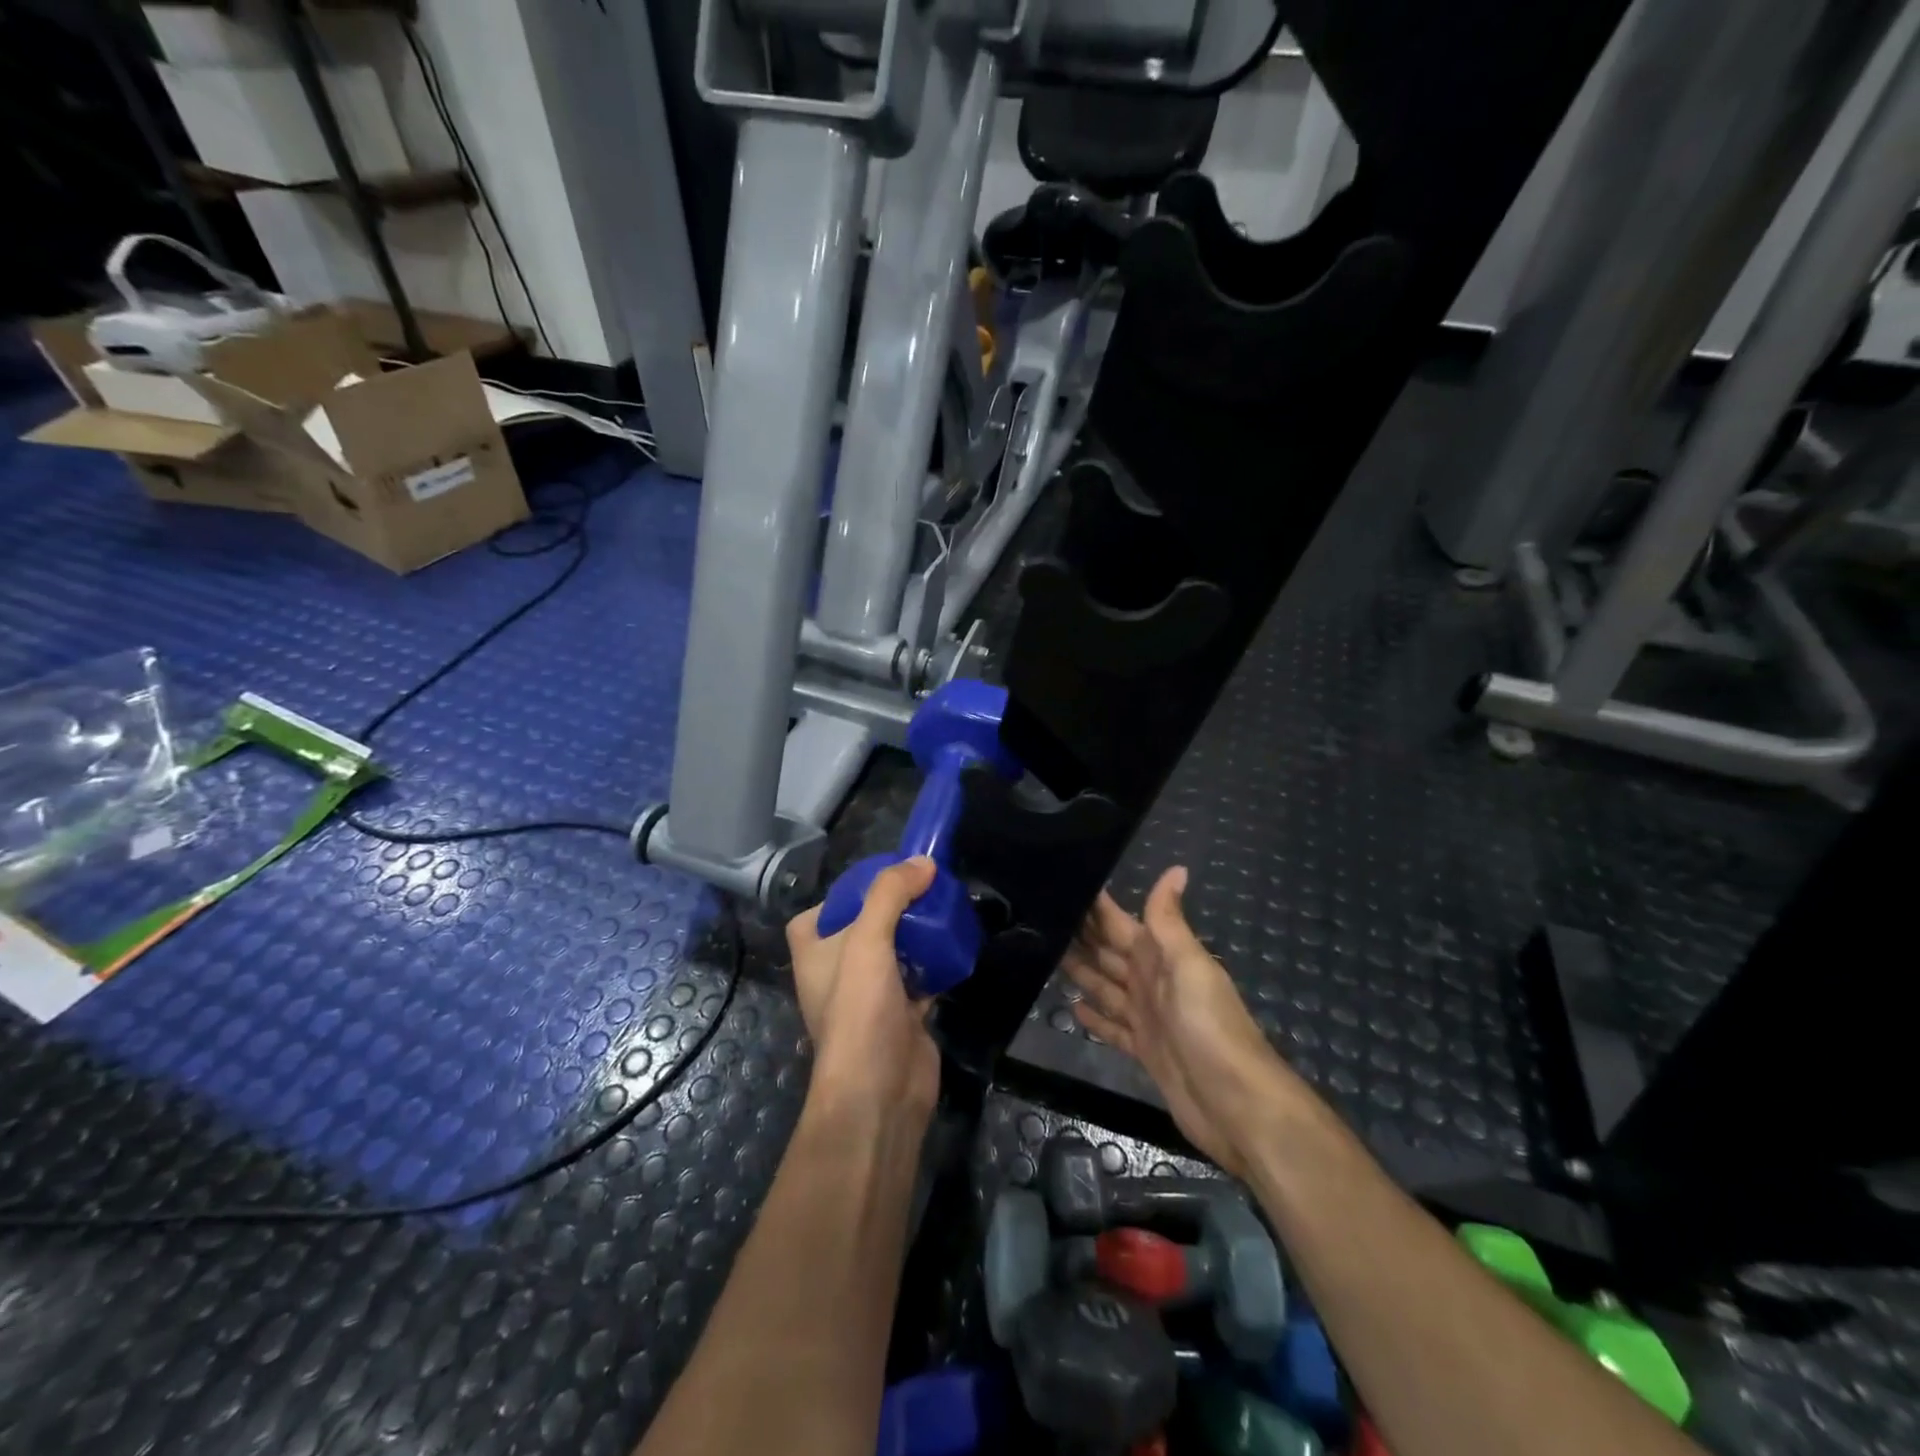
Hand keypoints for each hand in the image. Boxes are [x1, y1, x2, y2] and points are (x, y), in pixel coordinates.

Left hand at [786, 856, 941, 1129]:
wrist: (880, 1093)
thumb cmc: (859, 1011)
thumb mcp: (867, 941)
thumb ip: (890, 894)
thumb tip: (923, 862)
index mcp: (814, 952)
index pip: (819, 912)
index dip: (847, 893)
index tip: (882, 879)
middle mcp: (838, 971)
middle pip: (865, 925)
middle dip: (895, 906)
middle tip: (926, 885)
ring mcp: (871, 994)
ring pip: (896, 949)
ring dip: (918, 932)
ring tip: (945, 906)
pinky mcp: (903, 1012)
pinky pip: (920, 975)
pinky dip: (936, 960)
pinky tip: (956, 943)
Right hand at [1063, 867, 1304, 1177]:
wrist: (1236, 1103)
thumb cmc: (1210, 1026)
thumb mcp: (1188, 966)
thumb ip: (1170, 921)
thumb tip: (1176, 868)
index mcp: (1161, 957)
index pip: (1120, 923)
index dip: (1096, 907)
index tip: (1062, 884)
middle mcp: (1152, 982)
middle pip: (1109, 953)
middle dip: (1080, 936)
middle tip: (1039, 918)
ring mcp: (1148, 1018)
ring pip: (1106, 987)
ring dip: (1081, 971)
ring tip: (1044, 954)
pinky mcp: (1144, 1051)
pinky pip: (1112, 1027)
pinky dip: (1094, 1017)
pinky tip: (1070, 1006)